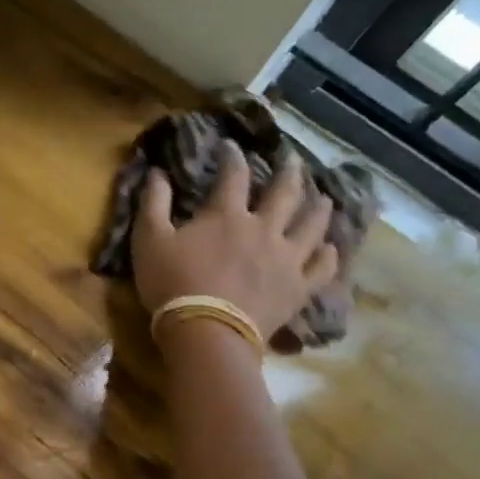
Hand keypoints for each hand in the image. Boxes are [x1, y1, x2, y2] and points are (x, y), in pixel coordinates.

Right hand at [131, 141, 337, 339]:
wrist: (206, 332)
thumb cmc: (173, 284)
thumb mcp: (149, 240)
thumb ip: (154, 203)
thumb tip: (157, 173)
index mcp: (226, 215)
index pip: (233, 175)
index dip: (232, 157)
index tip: (231, 145)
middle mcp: (263, 228)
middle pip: (285, 193)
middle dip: (289, 172)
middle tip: (293, 160)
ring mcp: (286, 258)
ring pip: (312, 225)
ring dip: (319, 208)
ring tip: (323, 198)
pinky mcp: (297, 288)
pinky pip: (321, 268)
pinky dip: (328, 255)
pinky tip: (330, 248)